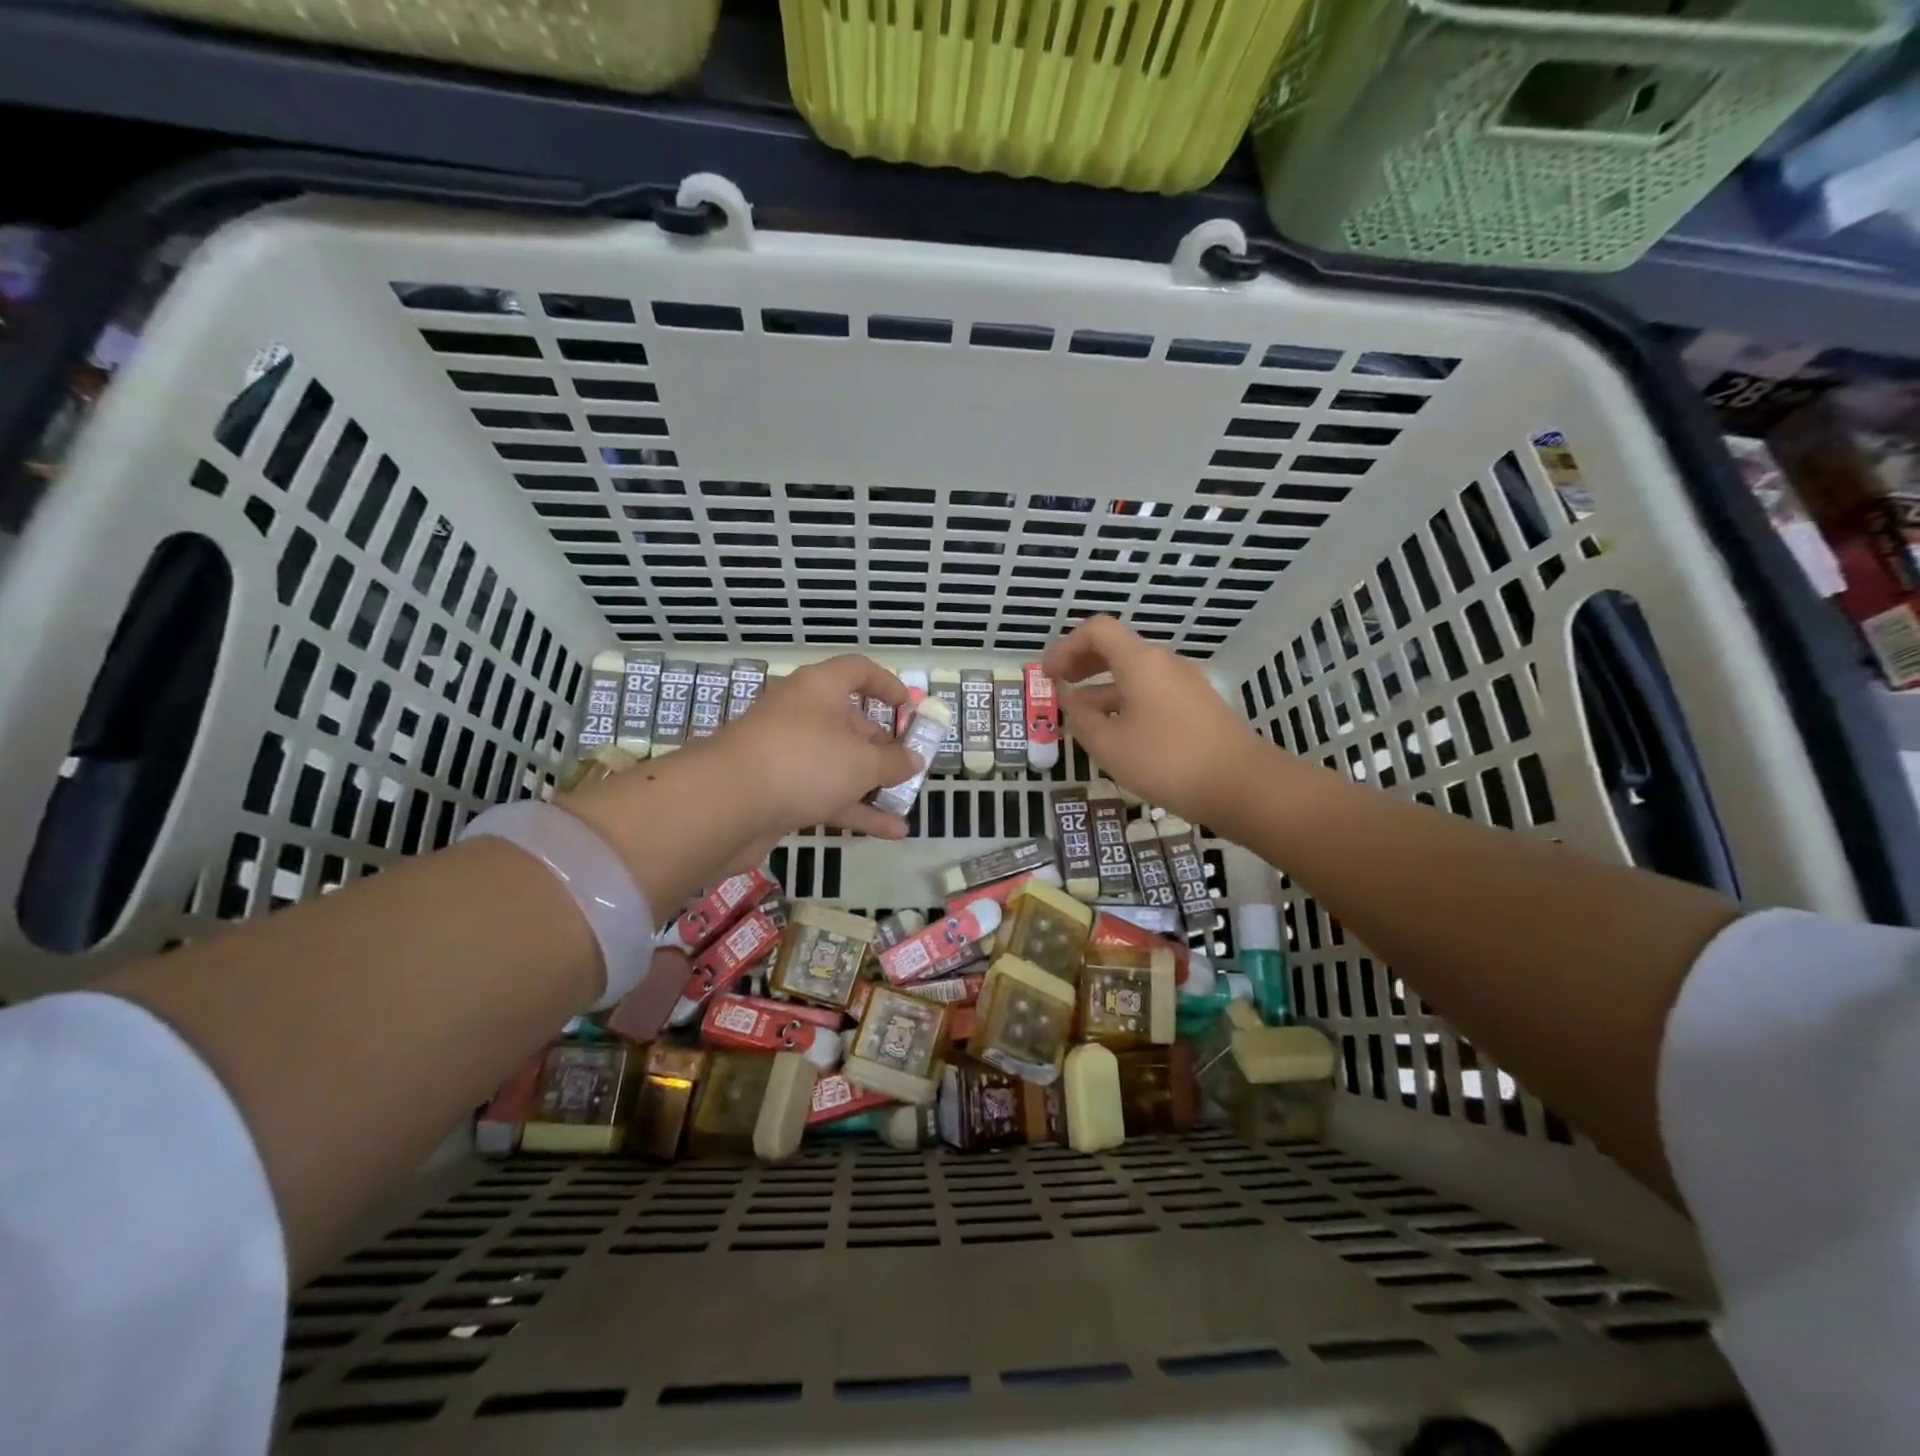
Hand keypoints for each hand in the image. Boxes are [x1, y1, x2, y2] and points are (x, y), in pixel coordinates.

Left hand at [710, 655, 924, 841]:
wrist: (726, 804)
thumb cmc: (804, 762)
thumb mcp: (862, 761)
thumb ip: (894, 761)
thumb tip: (914, 760)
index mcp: (819, 689)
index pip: (857, 671)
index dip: (887, 685)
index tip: (909, 709)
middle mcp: (801, 715)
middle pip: (848, 722)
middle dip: (881, 746)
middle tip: (907, 767)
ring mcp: (786, 754)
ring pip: (837, 764)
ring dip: (871, 784)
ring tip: (904, 804)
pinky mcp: (777, 791)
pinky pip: (824, 795)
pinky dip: (854, 810)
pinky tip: (889, 832)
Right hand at [1042, 615, 1262, 826]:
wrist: (1242, 785)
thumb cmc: (1166, 761)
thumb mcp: (1109, 745)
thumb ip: (1080, 719)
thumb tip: (1069, 701)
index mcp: (1140, 662)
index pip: (1096, 630)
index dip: (1065, 647)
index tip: (1048, 675)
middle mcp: (1164, 664)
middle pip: (1116, 649)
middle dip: (1082, 665)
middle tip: (1059, 688)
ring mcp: (1185, 685)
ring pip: (1134, 676)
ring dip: (1102, 690)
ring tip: (1081, 720)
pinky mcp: (1197, 707)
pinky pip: (1151, 693)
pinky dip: (1125, 703)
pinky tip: (1117, 734)